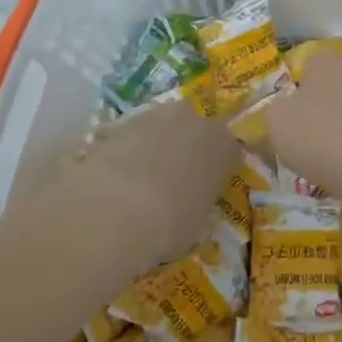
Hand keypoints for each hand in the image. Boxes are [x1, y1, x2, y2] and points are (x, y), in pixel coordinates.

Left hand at [1, 102, 238, 294]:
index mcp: (222, 144)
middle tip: (173, 181)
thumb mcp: (197, 225)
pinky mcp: (117, 123)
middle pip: (193, 130)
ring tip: (138, 182)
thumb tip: (191, 206)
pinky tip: (113, 179)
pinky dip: (124, 152)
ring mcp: (153, 116)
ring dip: (153, 147)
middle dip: (185, 149)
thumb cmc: (171, 222)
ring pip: (159, 129)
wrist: (115, 209)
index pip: (228, 151)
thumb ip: (199, 206)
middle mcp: (192, 119)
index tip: (207, 189)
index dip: (217, 170)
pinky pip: (128, 137)